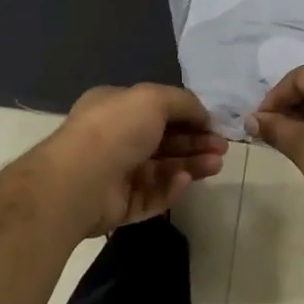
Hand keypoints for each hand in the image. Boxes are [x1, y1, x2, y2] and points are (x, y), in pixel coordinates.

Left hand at [42, 84, 227, 235]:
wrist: (81, 179)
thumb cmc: (116, 129)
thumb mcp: (153, 98)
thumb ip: (183, 102)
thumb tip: (204, 115)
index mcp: (116, 108)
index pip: (157, 111)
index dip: (188, 116)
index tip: (214, 124)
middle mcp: (115, 139)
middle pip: (163, 141)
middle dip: (194, 143)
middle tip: (222, 148)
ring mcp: (117, 174)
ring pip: (161, 170)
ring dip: (190, 165)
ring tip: (216, 165)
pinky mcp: (120, 206)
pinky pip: (152, 196)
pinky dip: (170, 188)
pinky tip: (184, 180)